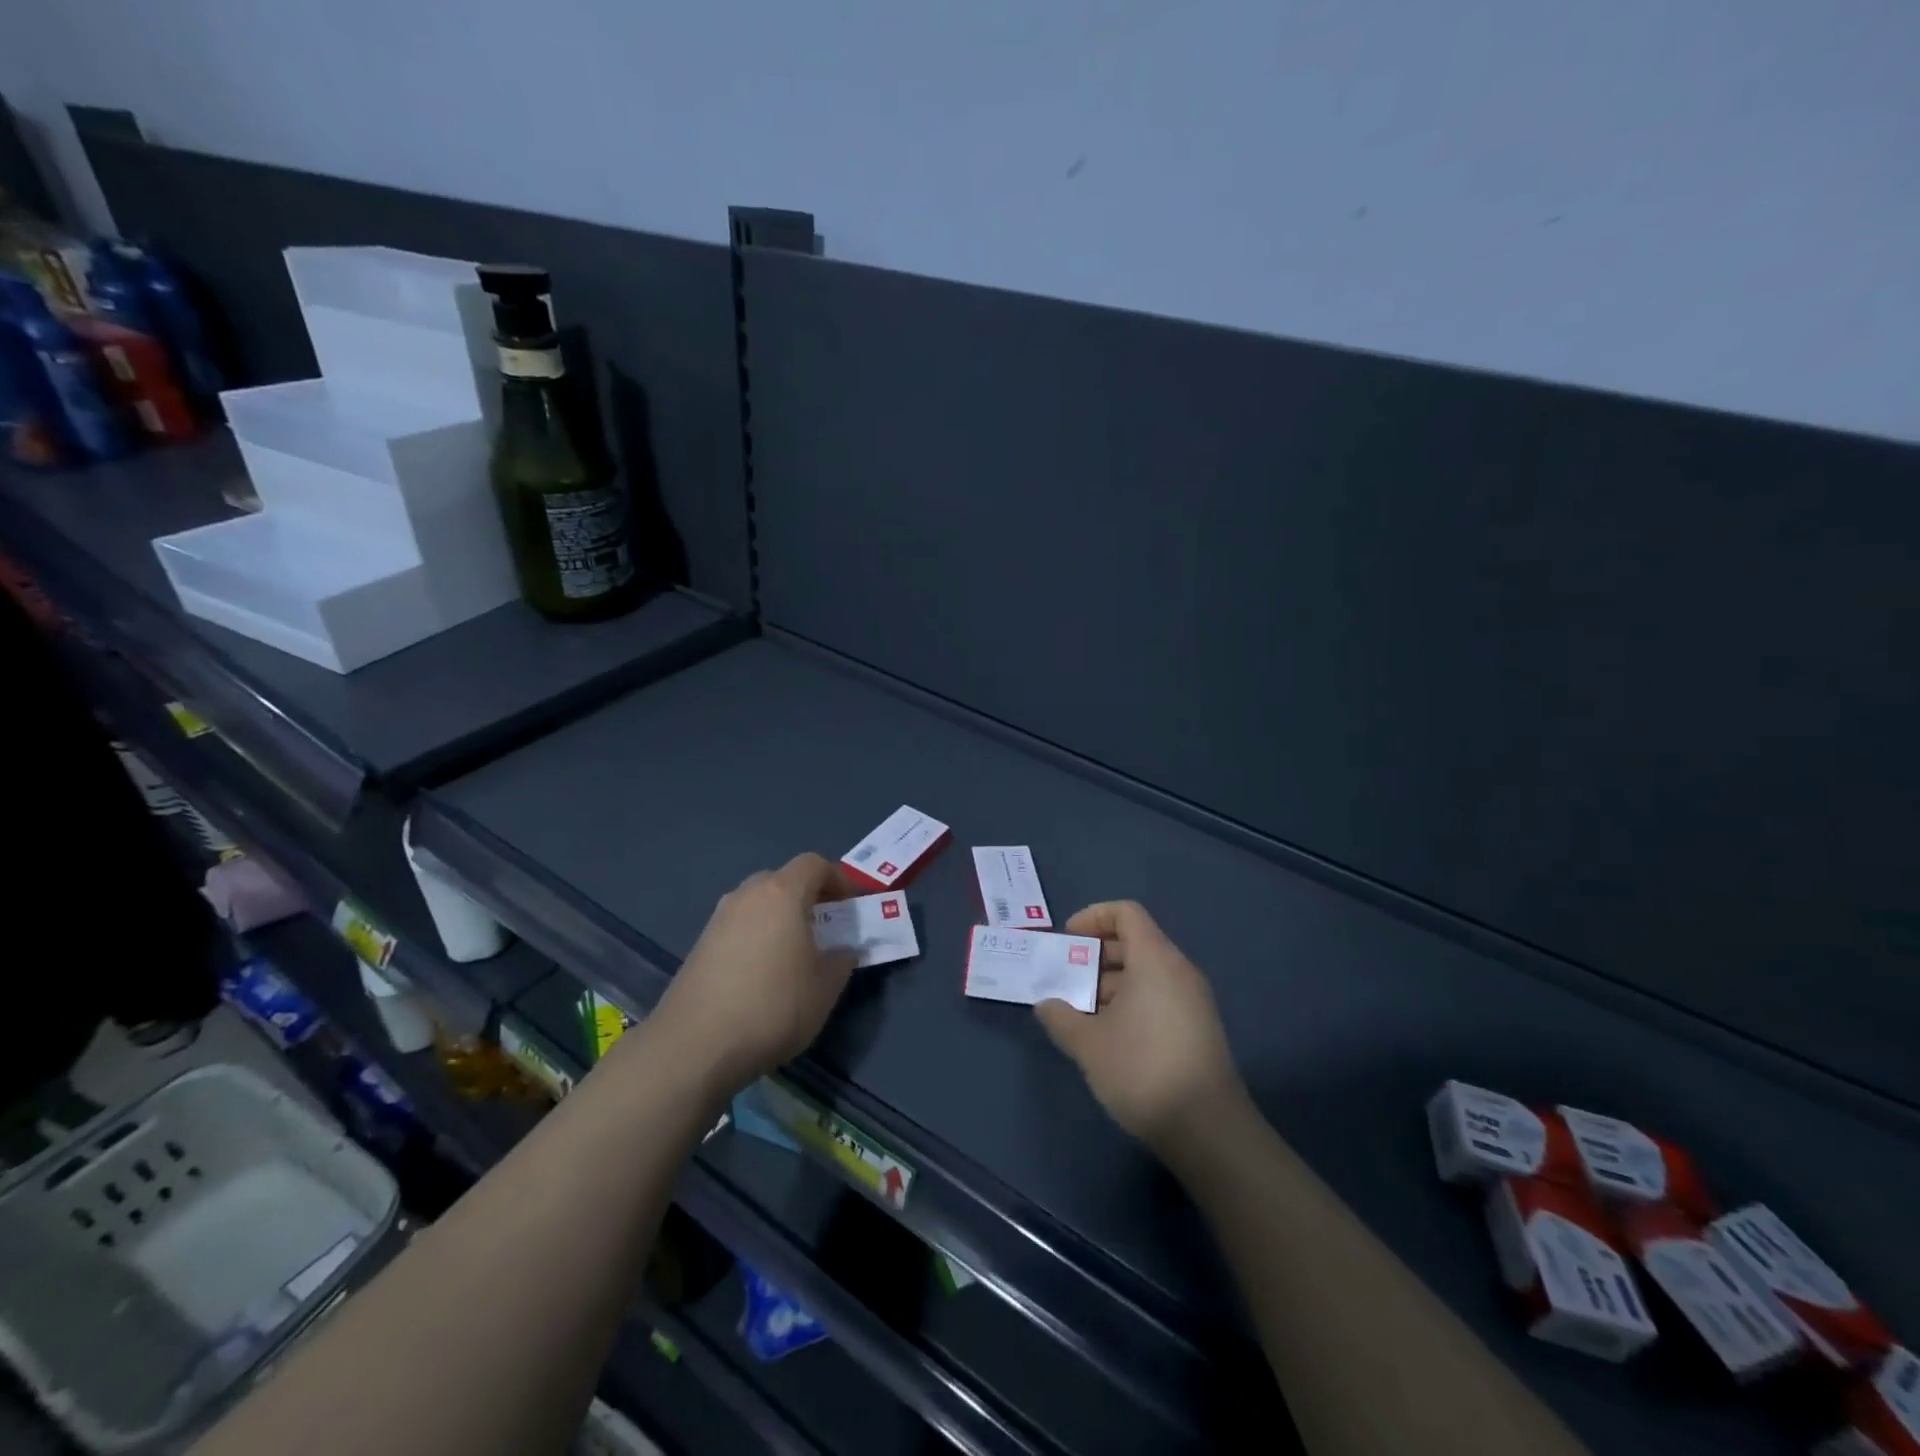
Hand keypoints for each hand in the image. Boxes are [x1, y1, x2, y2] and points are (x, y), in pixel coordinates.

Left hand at [649, 853, 858, 1099]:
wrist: (695, 1045)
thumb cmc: (773, 1006)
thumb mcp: (825, 988)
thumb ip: (842, 961)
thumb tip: (843, 951)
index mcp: (782, 893)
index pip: (814, 864)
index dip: (838, 880)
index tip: (850, 906)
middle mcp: (747, 895)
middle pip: (783, 880)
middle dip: (808, 897)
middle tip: (824, 928)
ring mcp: (718, 918)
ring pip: (758, 903)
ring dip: (780, 918)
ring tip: (793, 953)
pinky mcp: (699, 945)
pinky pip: (739, 927)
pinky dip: (756, 937)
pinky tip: (761, 974)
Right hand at [1036, 900, 1246, 1150]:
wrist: (1207, 1129)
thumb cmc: (1142, 1069)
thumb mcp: (1089, 1044)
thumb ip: (1061, 1017)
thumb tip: (1047, 1004)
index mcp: (1155, 959)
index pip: (1126, 913)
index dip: (1093, 917)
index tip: (1068, 940)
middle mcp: (1178, 971)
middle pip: (1135, 943)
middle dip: (1096, 956)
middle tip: (1065, 980)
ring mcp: (1192, 1001)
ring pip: (1146, 974)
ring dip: (1110, 985)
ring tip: (1080, 1015)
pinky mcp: (1198, 1029)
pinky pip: (1159, 997)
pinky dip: (1130, 1004)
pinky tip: (1108, 1038)